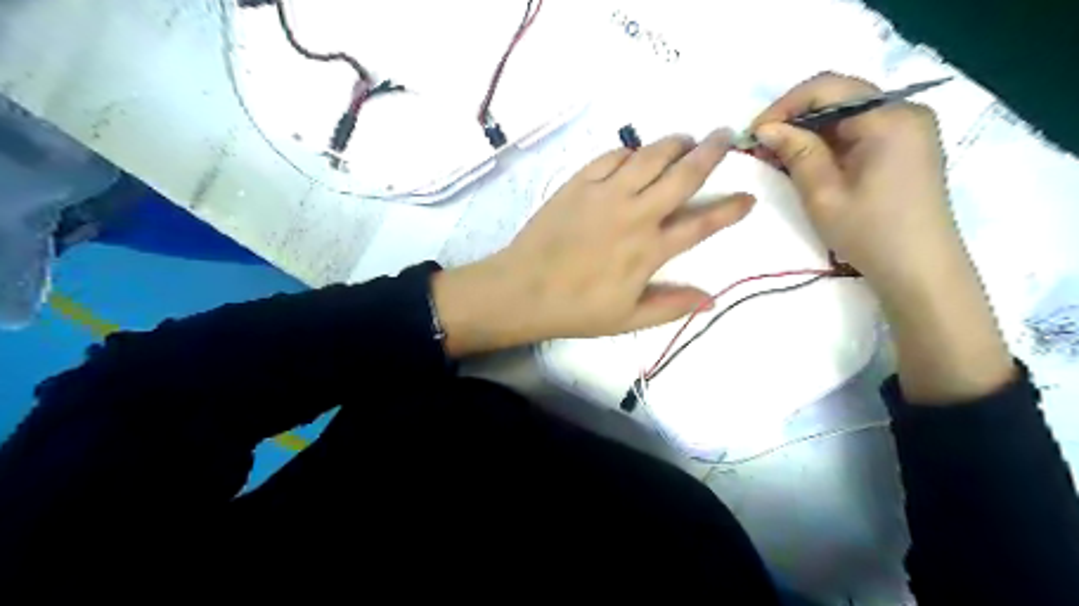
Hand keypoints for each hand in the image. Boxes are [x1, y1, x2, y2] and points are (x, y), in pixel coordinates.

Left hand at [433, 128, 753, 354]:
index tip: (749, 196)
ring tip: (687, 138)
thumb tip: (711, 299)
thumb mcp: (627, 319)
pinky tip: (636, 152)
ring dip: (674, 143)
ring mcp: (606, 193)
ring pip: (650, 155)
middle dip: (711, 152)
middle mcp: (635, 214)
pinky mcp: (579, 183)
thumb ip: (670, 306)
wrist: (522, 290)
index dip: (729, 209)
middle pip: (682, 175)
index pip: (701, 224)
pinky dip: (630, 150)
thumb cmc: (575, 309)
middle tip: (726, 135)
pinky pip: (612, 155)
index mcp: (649, 250)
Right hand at [751, 70, 949, 298]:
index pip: (828, 87)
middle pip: (838, 96)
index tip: (754, 132)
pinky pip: (858, 130)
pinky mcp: (904, 146)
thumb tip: (766, 128)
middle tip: (762, 145)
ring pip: (845, 113)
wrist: (919, 269)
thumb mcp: (824, 194)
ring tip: (777, 156)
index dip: (785, 105)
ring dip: (809, 131)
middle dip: (795, 117)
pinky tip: (805, 161)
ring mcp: (908, 128)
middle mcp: (904, 111)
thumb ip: (797, 153)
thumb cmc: (870, 233)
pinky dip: (828, 142)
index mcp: (889, 117)